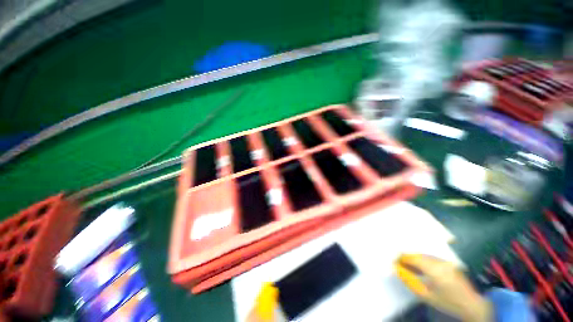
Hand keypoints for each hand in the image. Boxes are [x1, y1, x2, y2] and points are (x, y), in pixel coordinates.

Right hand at [397, 254, 491, 321]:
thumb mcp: (426, 295)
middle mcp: (439, 261)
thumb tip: (396, 269)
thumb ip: (410, 280)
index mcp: (434, 269)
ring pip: (423, 255)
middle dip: (406, 258)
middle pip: (417, 254)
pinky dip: (422, 261)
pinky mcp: (447, 262)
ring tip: (407, 266)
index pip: (412, 257)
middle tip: (398, 264)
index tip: (392, 261)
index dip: (400, 258)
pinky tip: (419, 268)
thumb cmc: (447, 302)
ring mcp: (445, 260)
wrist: (472, 304)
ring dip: (413, 259)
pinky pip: (430, 257)